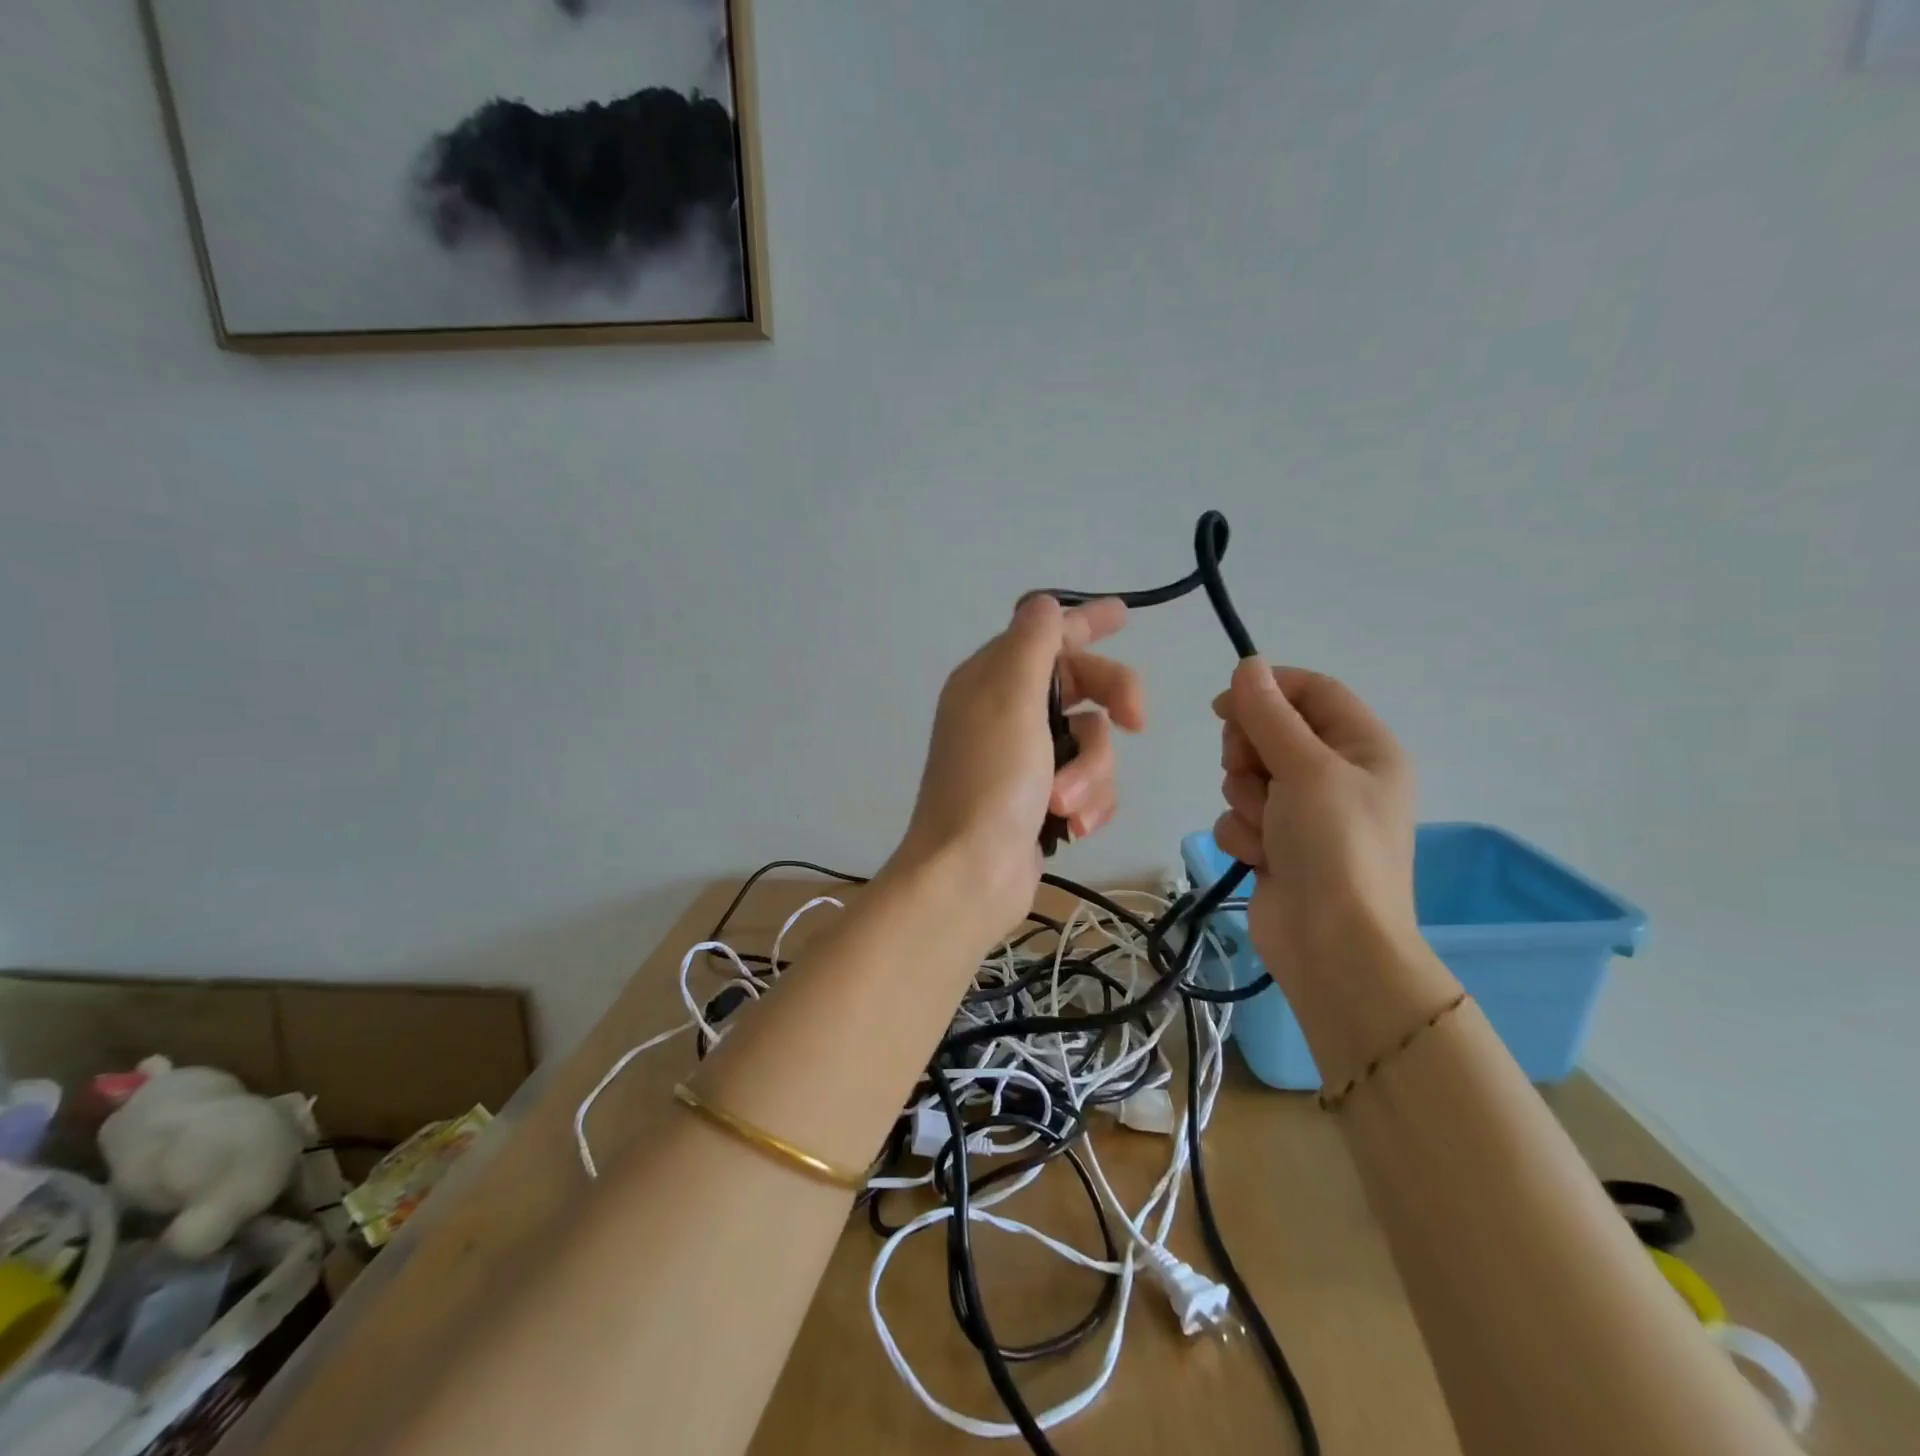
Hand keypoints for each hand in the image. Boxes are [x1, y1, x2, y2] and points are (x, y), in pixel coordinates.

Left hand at [892, 595, 1142, 940]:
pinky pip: (1088, 783)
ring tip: (1065, 804)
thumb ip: (1033, 644)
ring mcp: (1025, 759)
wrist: (970, 874)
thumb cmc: (991, 781)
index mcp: (991, 680)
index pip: (1046, 635)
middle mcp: (1007, 713)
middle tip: (1138, 720)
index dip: (1086, 623)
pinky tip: (1073, 825)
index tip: (1126, 615)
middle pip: (1082, 686)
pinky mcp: (1041, 799)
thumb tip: (1044, 603)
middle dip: (1111, 704)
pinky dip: (1088, 801)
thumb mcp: (1011, 699)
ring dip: (1091, 773)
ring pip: (1093, 742)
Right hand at [1212, 659, 1422, 991]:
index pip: (1313, 692)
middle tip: (1255, 775)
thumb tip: (1248, 664)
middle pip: (1271, 732)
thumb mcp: (1305, 768)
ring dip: (1246, 799)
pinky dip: (1242, 833)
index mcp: (1364, 748)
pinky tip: (1260, 857)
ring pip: (1248, 777)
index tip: (1225, 704)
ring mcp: (1304, 813)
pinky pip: (1240, 816)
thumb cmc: (1334, 845)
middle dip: (1250, 754)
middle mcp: (1336, 775)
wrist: (1332, 945)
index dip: (1268, 689)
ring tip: (1267, 829)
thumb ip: (1270, 714)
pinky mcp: (1276, 844)